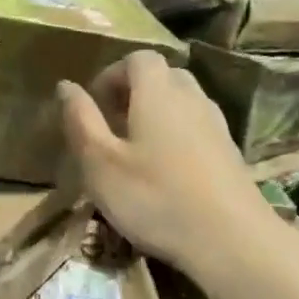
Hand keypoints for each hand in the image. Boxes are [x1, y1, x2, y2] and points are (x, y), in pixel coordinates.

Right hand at [58, 51, 291, 277]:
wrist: (231, 240)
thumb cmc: (155, 198)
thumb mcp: (100, 163)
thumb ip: (81, 120)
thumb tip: (66, 86)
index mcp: (158, 93)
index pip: (138, 58)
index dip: (112, 74)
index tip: (95, 104)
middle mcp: (192, 98)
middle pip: (164, 76)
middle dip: (134, 92)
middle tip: (112, 125)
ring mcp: (217, 126)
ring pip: (183, 103)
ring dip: (157, 115)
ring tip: (136, 151)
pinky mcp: (230, 153)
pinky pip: (197, 128)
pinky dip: (177, 136)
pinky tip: (166, 173)